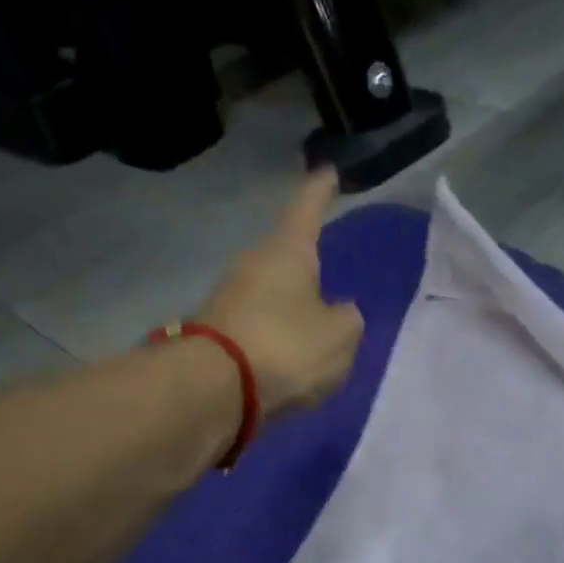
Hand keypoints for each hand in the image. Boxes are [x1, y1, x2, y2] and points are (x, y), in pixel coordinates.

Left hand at [196, 170, 364, 424]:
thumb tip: (338, 312)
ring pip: (271, 294)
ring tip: (313, 330)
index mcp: (288, 251)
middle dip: (306, 266)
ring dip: (290, 307)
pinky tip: (290, 359)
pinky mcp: (218, 333)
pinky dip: (276, 337)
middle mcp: (253, 264)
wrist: (215, 389)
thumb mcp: (341, 336)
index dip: (320, 191)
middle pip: (285, 256)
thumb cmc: (287, 348)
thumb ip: (348, 320)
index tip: (328, 172)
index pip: (307, 209)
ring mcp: (229, 298)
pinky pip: (259, 326)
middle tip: (328, 277)